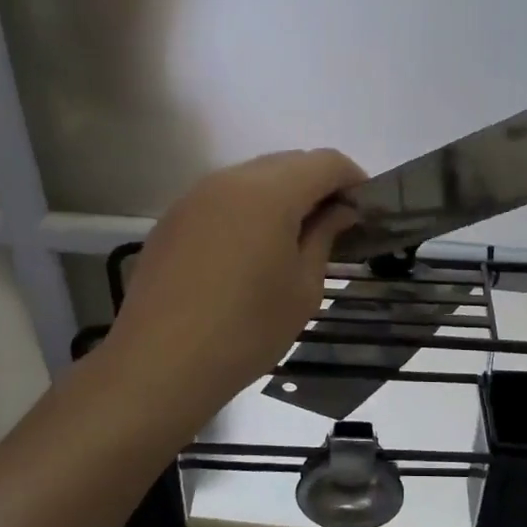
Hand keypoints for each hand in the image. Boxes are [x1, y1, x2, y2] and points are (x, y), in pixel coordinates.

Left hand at [106, 149, 365, 417]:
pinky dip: (248, 210)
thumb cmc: (247, 329)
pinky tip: (250, 251)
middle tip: (335, 226)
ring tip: (293, 239)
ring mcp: (195, 196)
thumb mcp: (303, 288)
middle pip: (288, 162)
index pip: (325, 162)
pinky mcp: (173, 219)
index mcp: (270, 192)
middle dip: (318, 185)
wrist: (160, 364)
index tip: (366, 211)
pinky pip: (223, 198)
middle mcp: (230, 180)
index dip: (353, 179)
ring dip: (282, 195)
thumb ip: (325, 237)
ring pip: (253, 177)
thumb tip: (340, 211)